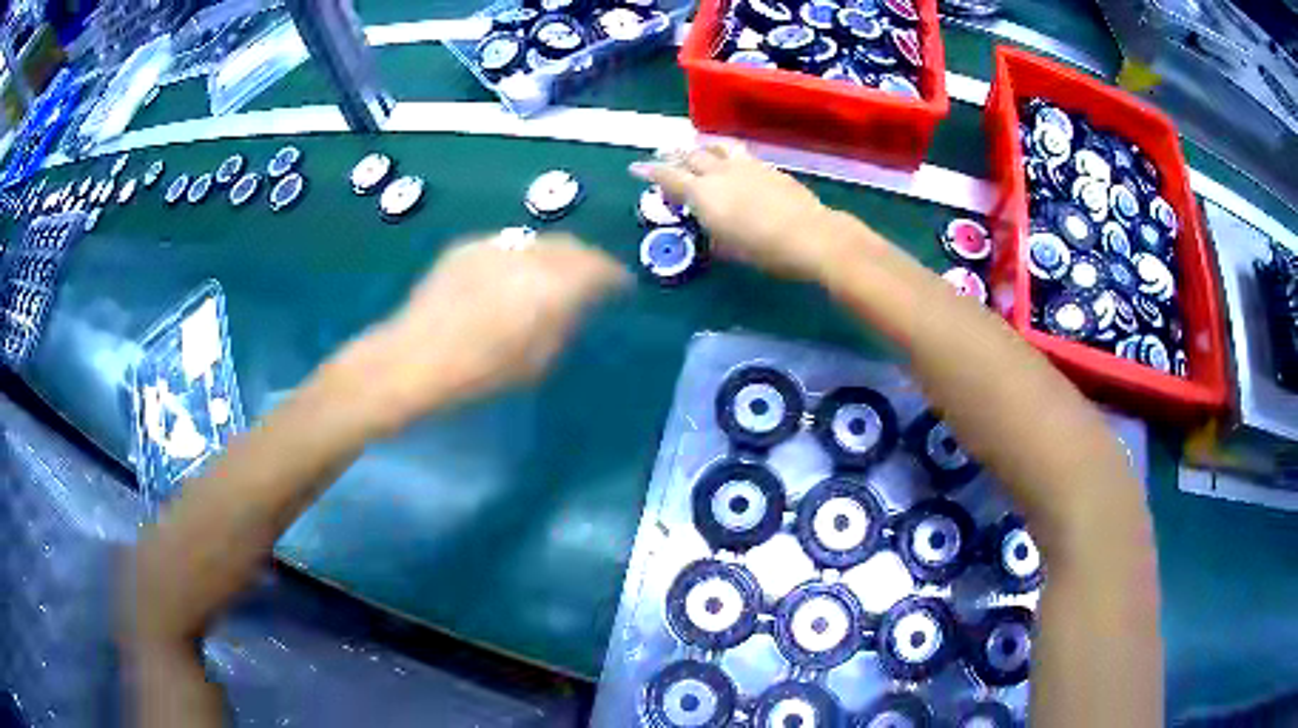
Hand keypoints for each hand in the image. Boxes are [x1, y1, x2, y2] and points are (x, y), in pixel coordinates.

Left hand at [342, 233, 629, 432]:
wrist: (414, 358)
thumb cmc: (480, 373)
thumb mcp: (538, 361)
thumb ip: (565, 324)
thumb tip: (576, 303)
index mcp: (554, 285)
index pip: (600, 269)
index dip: (615, 278)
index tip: (621, 289)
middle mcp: (529, 254)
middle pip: (572, 247)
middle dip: (587, 261)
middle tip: (592, 280)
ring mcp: (496, 245)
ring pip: (539, 243)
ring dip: (554, 257)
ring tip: (551, 278)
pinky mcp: (467, 246)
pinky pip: (507, 247)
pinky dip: (520, 258)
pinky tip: (509, 279)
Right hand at [630, 144, 846, 280]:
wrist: (811, 235)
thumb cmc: (765, 250)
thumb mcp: (730, 250)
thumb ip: (714, 236)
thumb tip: (710, 230)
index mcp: (703, 194)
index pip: (668, 177)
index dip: (649, 171)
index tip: (636, 168)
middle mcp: (719, 173)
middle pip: (689, 156)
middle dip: (673, 156)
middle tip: (665, 157)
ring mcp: (744, 165)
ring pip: (714, 148)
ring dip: (701, 149)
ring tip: (698, 151)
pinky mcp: (766, 166)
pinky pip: (737, 153)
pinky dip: (726, 154)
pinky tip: (731, 162)